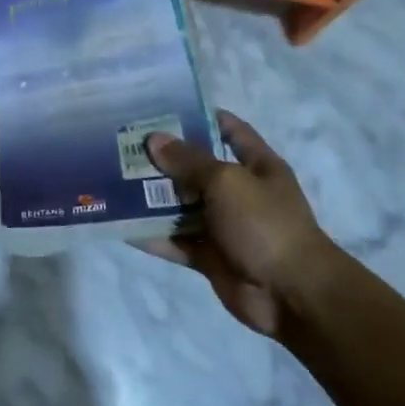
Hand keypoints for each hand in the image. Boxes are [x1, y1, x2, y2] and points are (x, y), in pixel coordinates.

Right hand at [139, 109, 333, 336]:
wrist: (291, 295)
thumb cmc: (265, 224)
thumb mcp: (227, 182)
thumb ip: (188, 160)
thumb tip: (154, 140)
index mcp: (257, 167)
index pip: (231, 131)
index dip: (203, 117)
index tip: (164, 109)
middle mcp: (240, 193)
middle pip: (197, 169)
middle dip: (163, 159)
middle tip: (124, 146)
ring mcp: (225, 227)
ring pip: (182, 206)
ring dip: (152, 198)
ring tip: (113, 181)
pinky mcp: (210, 257)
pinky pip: (176, 242)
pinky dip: (152, 236)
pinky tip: (122, 226)